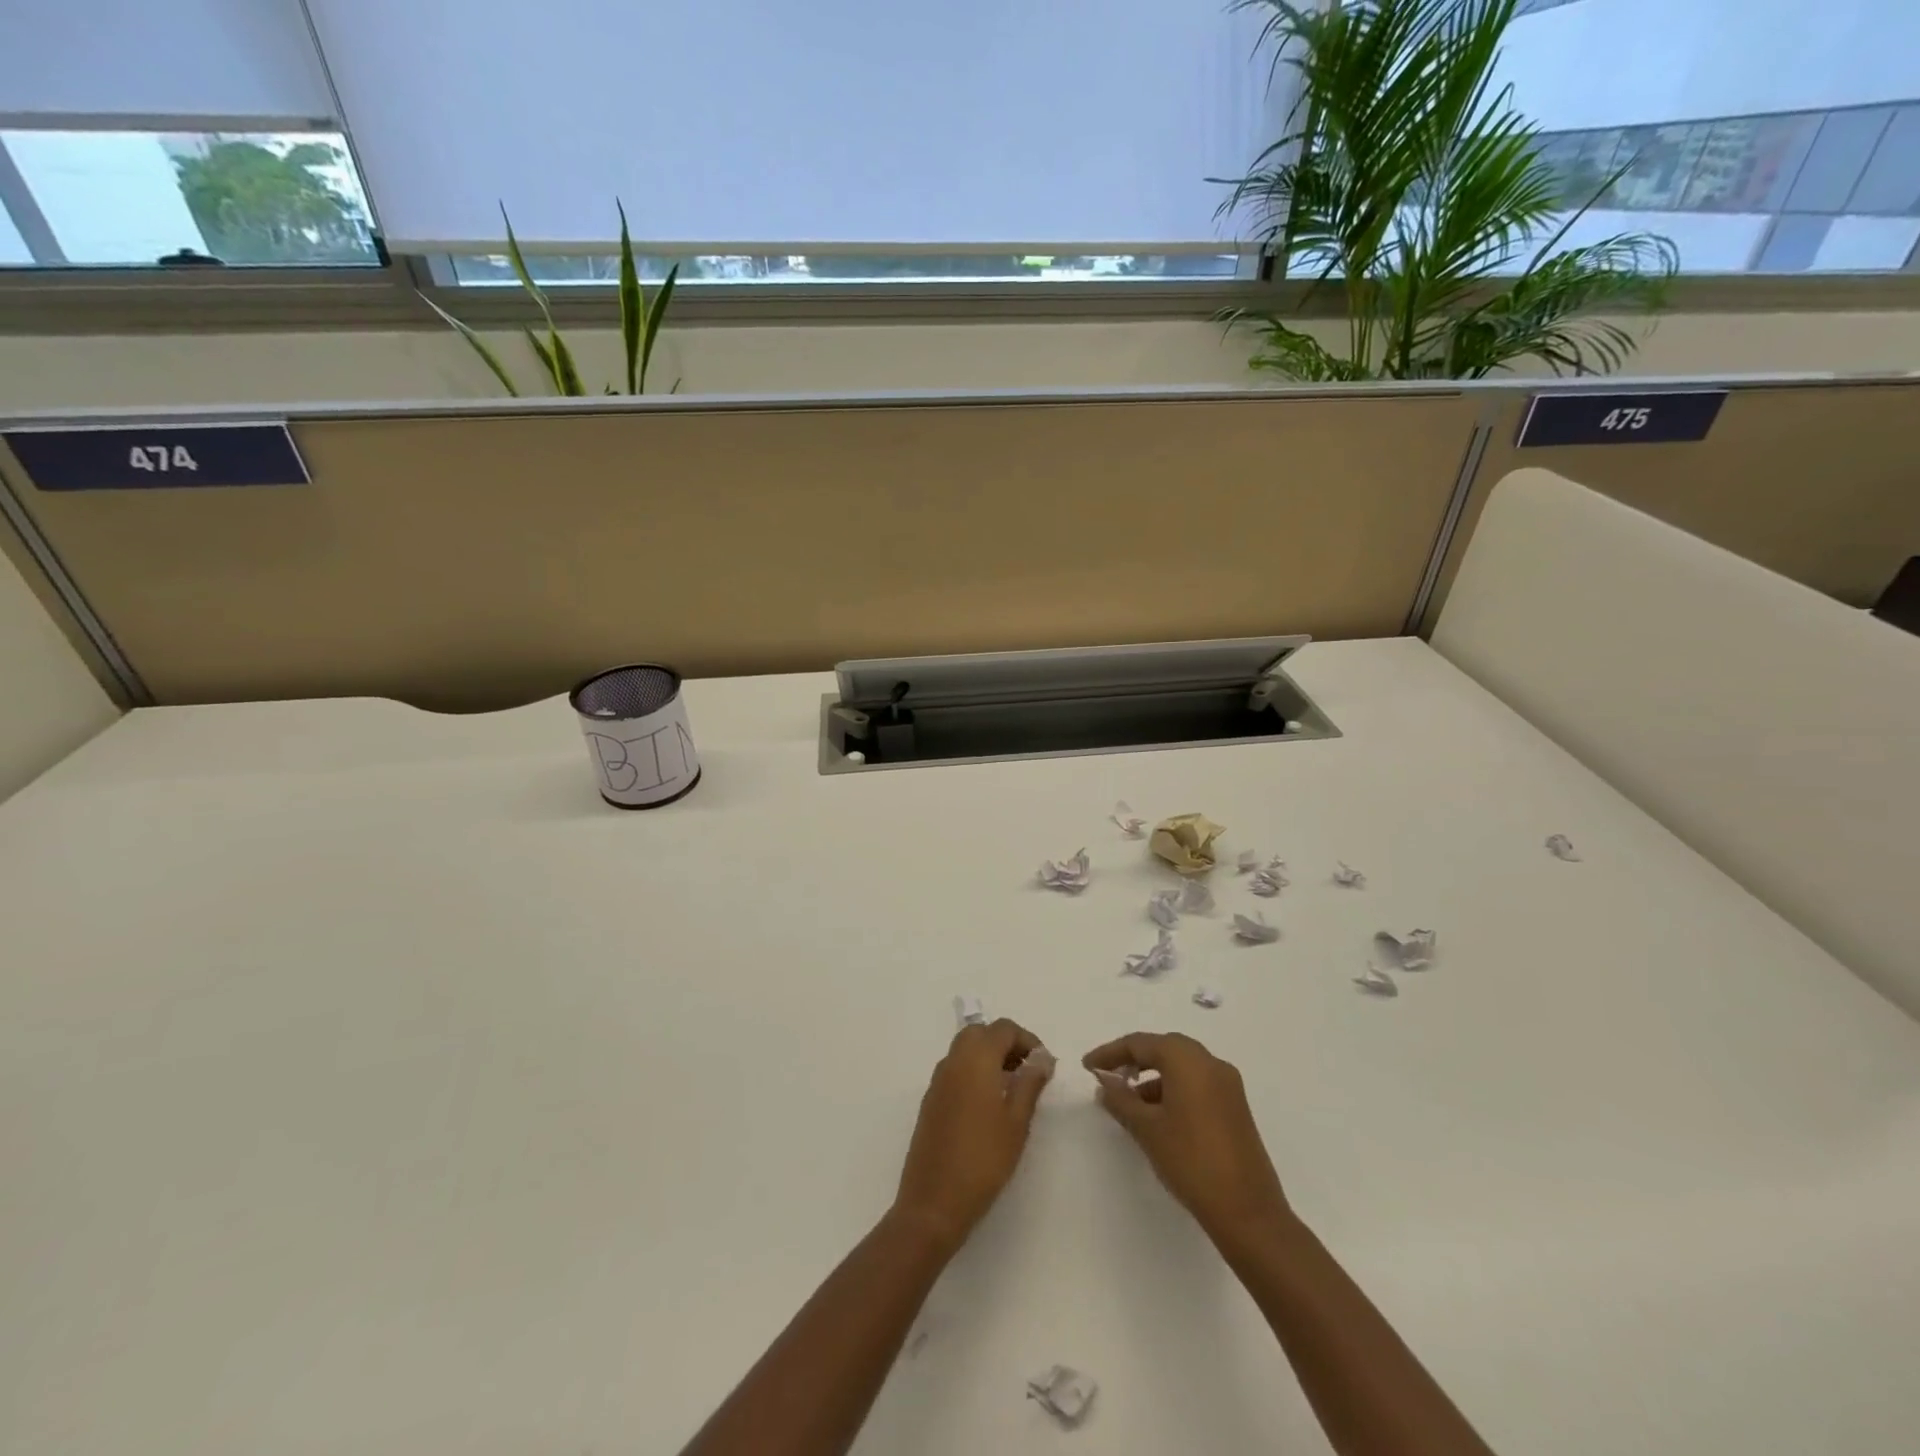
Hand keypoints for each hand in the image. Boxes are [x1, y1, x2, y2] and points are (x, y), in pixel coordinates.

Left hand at [893, 1019, 1053, 1251]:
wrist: (933, 1202)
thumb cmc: (983, 1160)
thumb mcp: (1016, 1122)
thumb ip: (1030, 1083)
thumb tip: (1042, 1057)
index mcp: (975, 1059)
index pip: (1003, 1029)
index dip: (1027, 1039)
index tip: (1044, 1064)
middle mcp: (953, 1061)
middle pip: (980, 1033)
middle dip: (1006, 1044)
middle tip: (1027, 1071)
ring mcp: (937, 1081)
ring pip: (965, 1050)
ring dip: (989, 1057)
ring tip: (1012, 1089)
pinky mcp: (930, 1100)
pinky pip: (955, 1070)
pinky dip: (973, 1072)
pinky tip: (988, 1105)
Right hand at [1083, 1032, 1291, 1250]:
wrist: (1248, 1212)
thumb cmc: (1191, 1161)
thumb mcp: (1147, 1128)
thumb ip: (1121, 1100)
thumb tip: (1104, 1084)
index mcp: (1187, 1060)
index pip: (1140, 1043)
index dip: (1110, 1053)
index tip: (1087, 1067)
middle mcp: (1210, 1063)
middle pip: (1163, 1048)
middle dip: (1133, 1060)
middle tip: (1108, 1078)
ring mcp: (1228, 1085)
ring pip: (1181, 1067)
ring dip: (1153, 1078)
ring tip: (1129, 1103)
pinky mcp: (1235, 1107)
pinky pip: (1197, 1084)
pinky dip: (1173, 1090)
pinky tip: (1158, 1116)